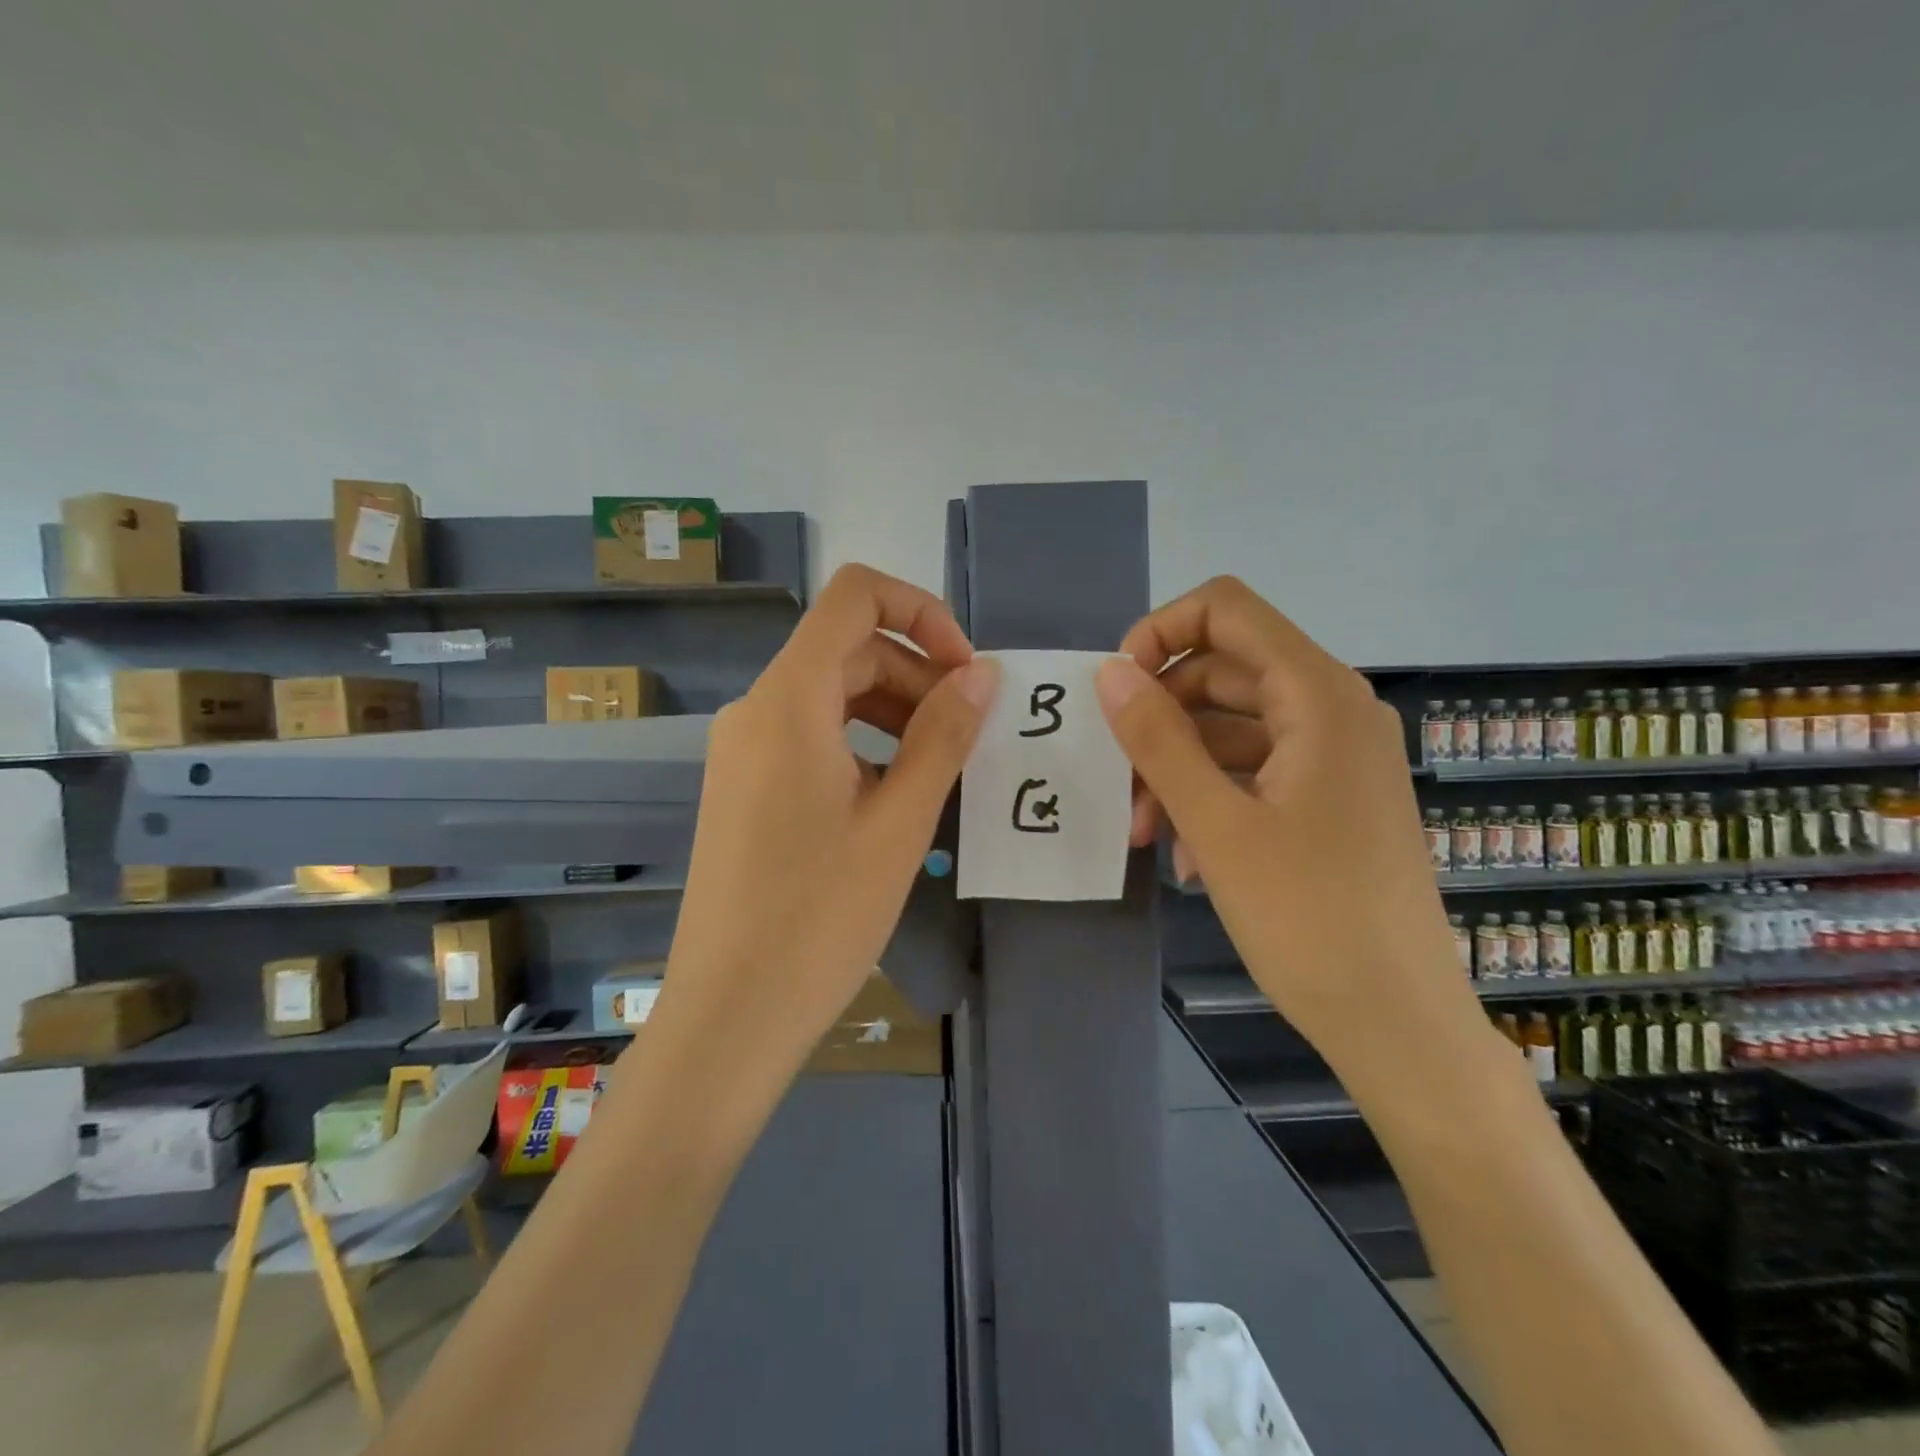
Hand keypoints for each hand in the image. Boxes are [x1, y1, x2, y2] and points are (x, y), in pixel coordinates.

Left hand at [654, 564, 999, 1085]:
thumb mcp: (899, 822)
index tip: (966, 670)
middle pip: (848, 650)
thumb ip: (943, 735)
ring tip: (941, 768)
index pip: (855, 596)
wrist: (731, 1014)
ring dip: (894, 711)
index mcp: (789, 700)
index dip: (921, 611)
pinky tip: (894, 796)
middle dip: (918, 675)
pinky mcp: (744, 787)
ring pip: (831, 695)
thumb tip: (982, 675)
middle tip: (970, 735)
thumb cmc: (820, 916)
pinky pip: (811, 736)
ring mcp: (743, 750)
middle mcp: (757, 709)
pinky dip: (862, 743)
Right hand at [1094, 577, 1478, 1071]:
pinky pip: (1254, 770)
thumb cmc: (1308, 918)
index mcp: (1317, 695)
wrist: (1398, 1023)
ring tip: (1144, 832)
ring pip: (1231, 727)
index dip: (1161, 632)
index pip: (1227, 610)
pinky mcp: (1330, 798)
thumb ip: (1158, 739)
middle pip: (1223, 671)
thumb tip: (1110, 672)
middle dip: (1159, 718)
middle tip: (1117, 780)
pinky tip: (1189, 858)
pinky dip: (1211, 796)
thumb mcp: (1216, 824)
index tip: (1116, 690)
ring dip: (1177, 767)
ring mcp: (1335, 755)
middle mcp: (1333, 709)